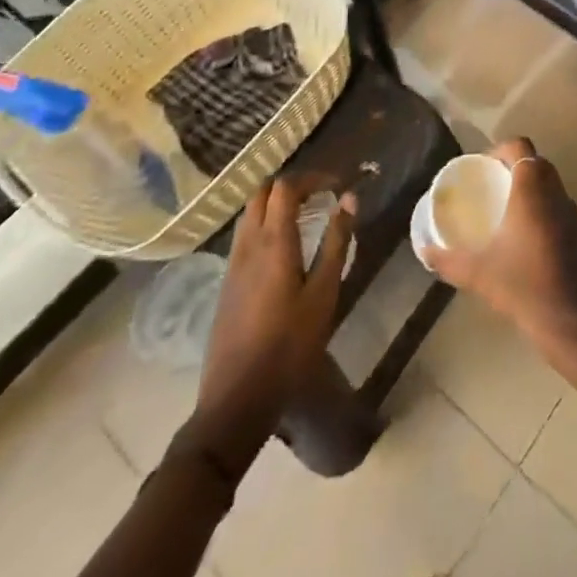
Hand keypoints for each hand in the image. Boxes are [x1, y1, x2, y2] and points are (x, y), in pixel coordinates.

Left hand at [191, 176, 354, 470]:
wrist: (236, 399)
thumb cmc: (289, 346)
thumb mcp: (323, 294)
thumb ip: (336, 242)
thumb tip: (349, 199)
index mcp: (273, 241)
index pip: (286, 186)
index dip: (312, 177)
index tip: (337, 184)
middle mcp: (248, 243)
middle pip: (263, 192)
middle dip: (292, 185)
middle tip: (321, 194)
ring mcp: (233, 263)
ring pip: (250, 212)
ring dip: (276, 203)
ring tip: (305, 215)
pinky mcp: (227, 282)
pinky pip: (244, 235)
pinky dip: (264, 224)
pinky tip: (284, 248)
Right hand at [417, 139, 576, 384]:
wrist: (576, 325)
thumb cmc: (525, 288)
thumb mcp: (479, 274)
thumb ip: (448, 260)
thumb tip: (425, 251)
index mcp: (533, 190)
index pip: (521, 146)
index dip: (501, 149)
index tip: (483, 168)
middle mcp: (557, 193)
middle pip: (537, 163)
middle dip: (514, 168)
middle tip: (491, 188)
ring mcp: (574, 214)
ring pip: (551, 186)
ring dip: (531, 190)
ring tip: (507, 213)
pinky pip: (561, 209)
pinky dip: (545, 212)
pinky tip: (528, 241)